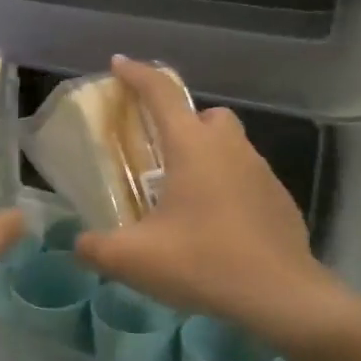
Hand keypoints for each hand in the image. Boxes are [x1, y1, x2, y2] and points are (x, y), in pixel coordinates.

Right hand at [74, 56, 336, 342]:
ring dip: (206, 156)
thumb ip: (96, 248)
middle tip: (159, 155)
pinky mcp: (279, 198)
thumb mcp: (134, 260)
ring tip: (185, 197)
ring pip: (229, 145)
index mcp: (192, 147)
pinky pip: (246, 176)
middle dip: (181, 122)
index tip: (118, 64)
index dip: (136, 74)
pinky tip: (216, 226)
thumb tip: (78, 244)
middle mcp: (229, 148)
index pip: (161, 93)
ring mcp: (261, 171)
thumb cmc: (204, 263)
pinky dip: (228, 186)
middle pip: (204, 114)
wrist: (281, 296)